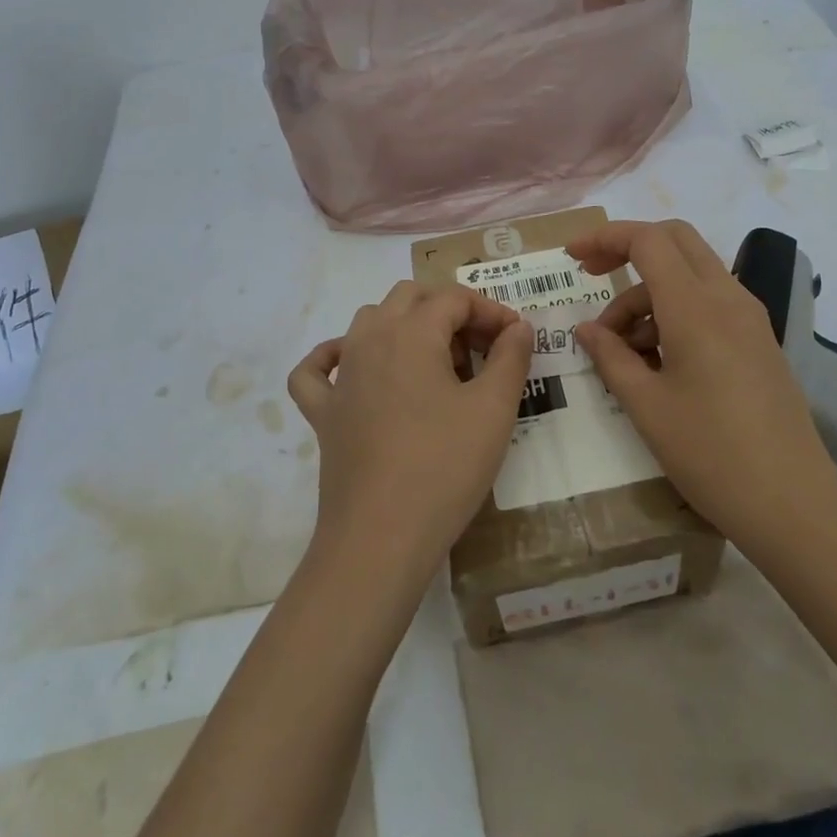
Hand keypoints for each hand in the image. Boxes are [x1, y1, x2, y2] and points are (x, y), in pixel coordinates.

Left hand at [287, 282, 531, 583]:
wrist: (381, 538)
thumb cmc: (445, 466)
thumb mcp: (494, 409)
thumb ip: (511, 357)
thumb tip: (518, 326)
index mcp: (411, 332)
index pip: (454, 299)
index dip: (491, 311)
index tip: (515, 339)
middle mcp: (369, 340)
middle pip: (410, 298)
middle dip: (449, 311)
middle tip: (480, 350)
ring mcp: (341, 376)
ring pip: (368, 322)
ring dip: (405, 326)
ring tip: (437, 364)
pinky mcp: (323, 413)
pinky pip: (318, 370)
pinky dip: (334, 357)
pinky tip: (354, 369)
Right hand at [568, 220, 836, 557]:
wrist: (794, 505)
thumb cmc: (711, 454)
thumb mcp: (647, 407)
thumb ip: (611, 357)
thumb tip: (586, 329)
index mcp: (696, 308)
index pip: (648, 240)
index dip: (605, 238)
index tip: (571, 257)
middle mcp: (728, 298)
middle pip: (675, 240)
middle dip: (628, 247)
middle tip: (591, 276)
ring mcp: (749, 318)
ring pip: (691, 273)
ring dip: (649, 292)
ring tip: (619, 347)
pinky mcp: (758, 340)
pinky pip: (709, 302)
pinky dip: (674, 310)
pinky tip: (655, 358)